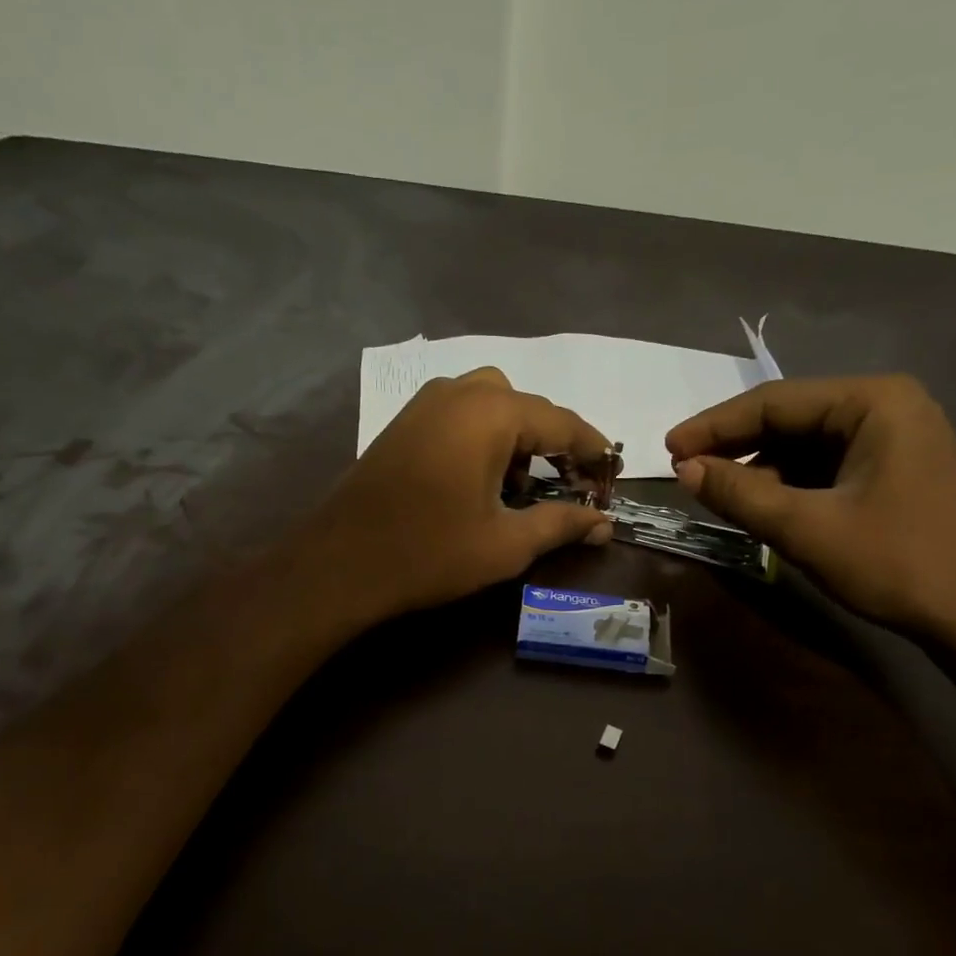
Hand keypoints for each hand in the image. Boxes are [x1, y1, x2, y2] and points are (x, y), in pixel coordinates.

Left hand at [306, 367, 614, 624]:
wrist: (342, 563)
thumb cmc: (431, 552)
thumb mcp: (506, 544)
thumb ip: (561, 525)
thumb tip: (604, 524)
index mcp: (492, 413)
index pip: (562, 421)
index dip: (593, 449)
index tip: (613, 472)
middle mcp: (460, 392)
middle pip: (526, 406)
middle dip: (552, 442)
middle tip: (566, 485)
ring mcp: (425, 404)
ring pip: (490, 404)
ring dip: (515, 438)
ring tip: (519, 489)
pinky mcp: (404, 423)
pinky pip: (459, 414)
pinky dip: (482, 437)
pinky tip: (479, 481)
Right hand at [666, 376, 955, 639]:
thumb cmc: (896, 564)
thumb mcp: (807, 529)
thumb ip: (741, 494)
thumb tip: (685, 470)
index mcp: (874, 402)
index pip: (775, 401)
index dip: (715, 426)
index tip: (668, 448)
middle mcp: (886, 406)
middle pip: (791, 418)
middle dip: (736, 447)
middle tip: (685, 471)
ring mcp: (894, 438)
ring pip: (805, 444)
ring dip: (759, 468)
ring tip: (716, 493)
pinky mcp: (893, 469)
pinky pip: (825, 466)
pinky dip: (788, 484)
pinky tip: (761, 504)